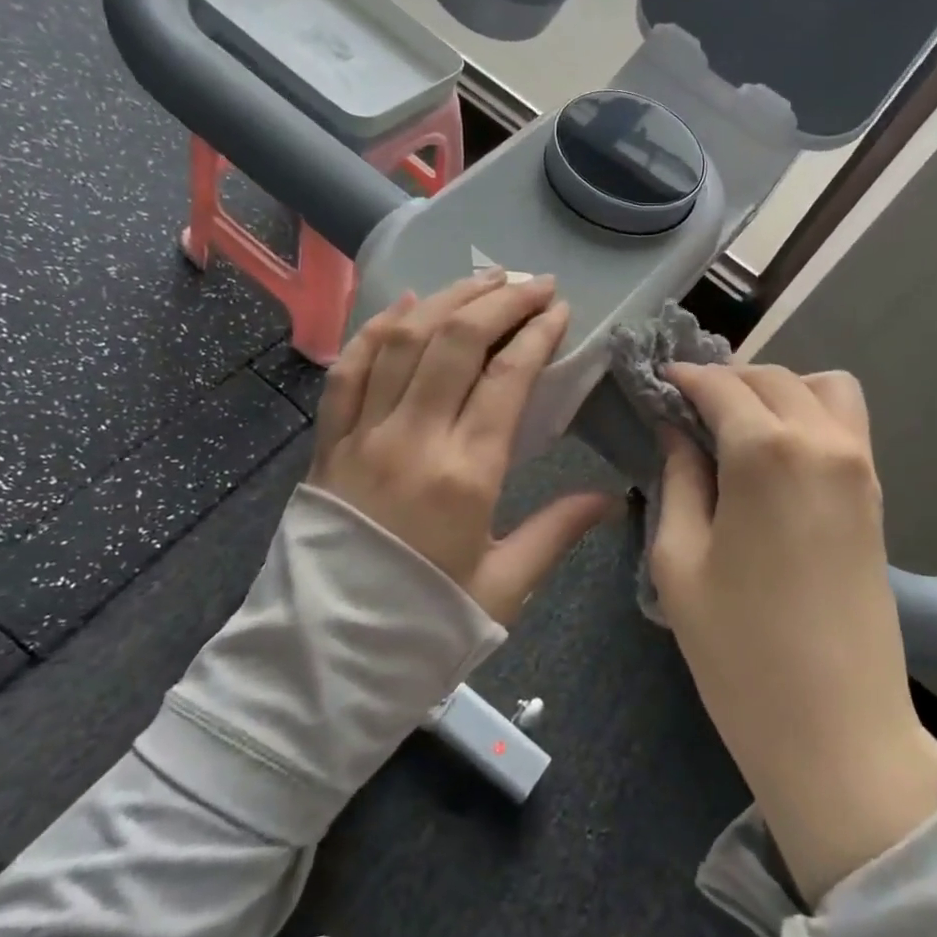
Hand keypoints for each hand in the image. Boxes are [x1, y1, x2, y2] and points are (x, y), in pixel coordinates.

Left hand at [309, 270, 616, 626]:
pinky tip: (408, 305)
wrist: (325, 657)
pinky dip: (379, 328)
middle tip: (534, 283)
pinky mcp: (328, 442)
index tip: (560, 310)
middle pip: (457, 342)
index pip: (507, 378)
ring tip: (484, 278)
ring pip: (405, 341)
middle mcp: (411, 440)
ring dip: (448, 300)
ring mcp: (362, 435)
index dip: (538, 334)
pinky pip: (350, 368)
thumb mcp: (504, 587)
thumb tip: (611, 498)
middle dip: (501, 300)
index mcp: (465, 476)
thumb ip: (557, 531)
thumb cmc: (424, 624)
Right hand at [654, 363, 936, 904]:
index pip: (721, 386)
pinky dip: (810, 415)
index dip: (685, 378)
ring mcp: (861, 468)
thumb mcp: (680, 562)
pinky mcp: (877, 497)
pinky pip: (846, 425)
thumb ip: (678, 480)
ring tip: (739, 427)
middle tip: (688, 409)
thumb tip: (677, 431)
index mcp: (767, 453)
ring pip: (824, 388)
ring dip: (779, 390)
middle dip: (727, 379)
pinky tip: (774, 455)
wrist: (838, 733)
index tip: (658, 382)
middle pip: (773, 378)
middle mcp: (823, 443)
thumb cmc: (740, 652)